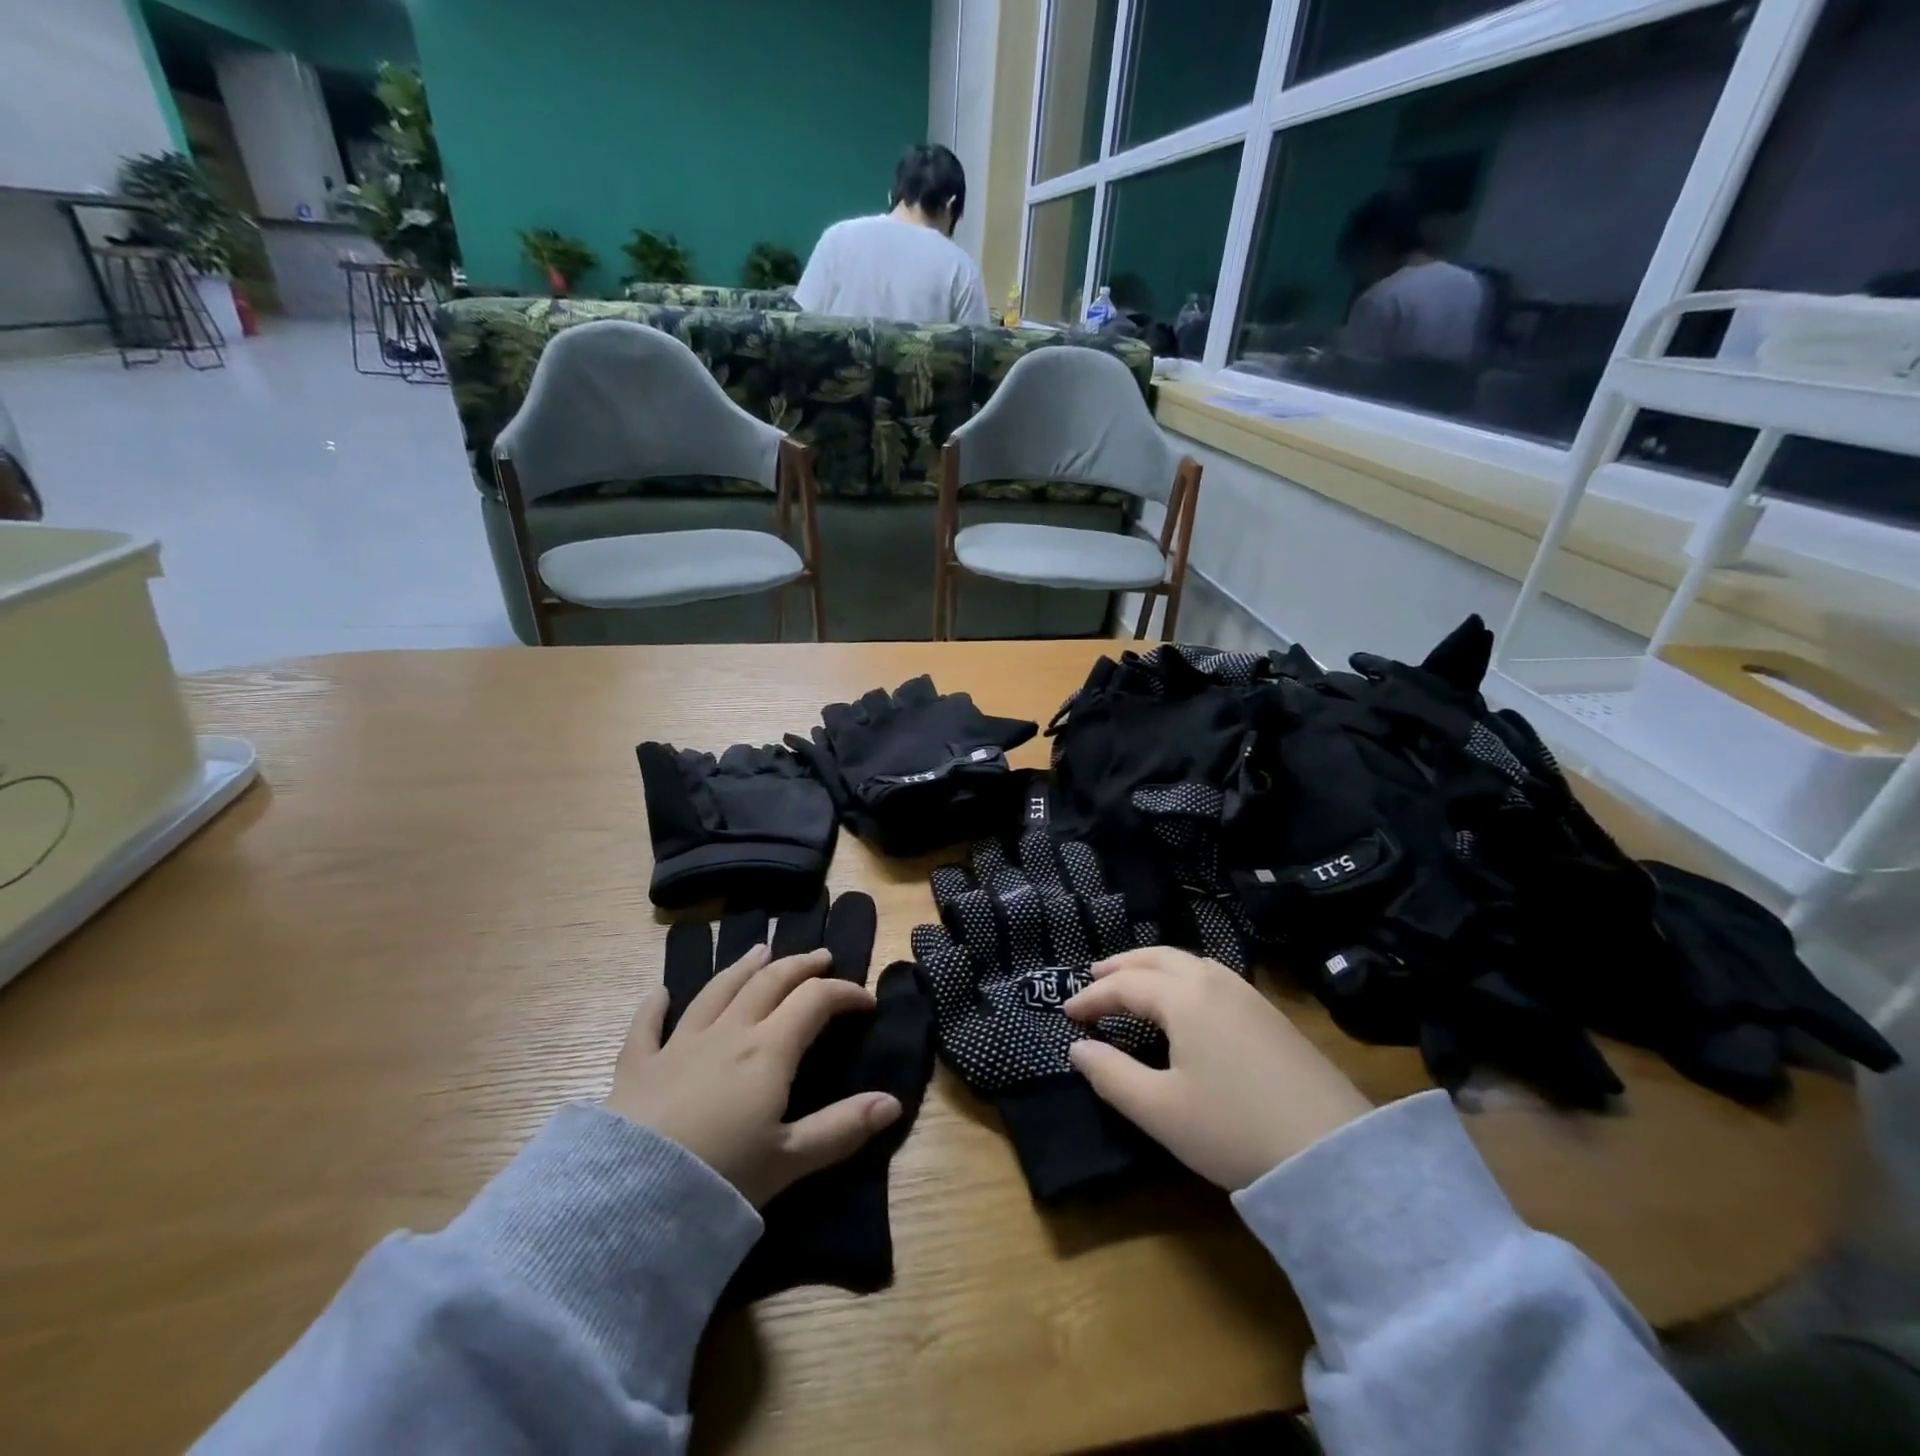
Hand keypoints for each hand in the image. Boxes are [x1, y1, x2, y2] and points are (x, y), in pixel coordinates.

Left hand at [607, 943, 902, 1207]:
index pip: (815, 1001)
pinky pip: (647, 1025)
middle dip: (801, 966)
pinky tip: (661, 993)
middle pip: (769, 982)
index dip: (845, 993)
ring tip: (761, 951)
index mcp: (768, 1050)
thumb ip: (842, 1128)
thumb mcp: (789, 1160)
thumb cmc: (719, 1180)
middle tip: (822, 958)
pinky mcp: (637, 1066)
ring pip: (717, 990)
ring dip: (743, 967)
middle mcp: (728, 1032)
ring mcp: (679, 1044)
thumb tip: (893, 1102)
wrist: (627, 1201)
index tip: (865, 1001)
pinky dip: (656, 1005)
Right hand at [1064, 947, 1371, 1189]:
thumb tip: (1077, 1048)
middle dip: (1121, 966)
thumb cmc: (1234, 1129)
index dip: (1091, 998)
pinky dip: (1181, 976)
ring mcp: (1246, 993)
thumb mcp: (1160, 1110)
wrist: (1334, 1153)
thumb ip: (1111, 1075)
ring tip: (1133, 982)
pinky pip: (1212, 976)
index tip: (1067, 1014)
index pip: (1124, 985)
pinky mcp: (1268, 1013)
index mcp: (1183, 997)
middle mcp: (1213, 981)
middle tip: (1093, 977)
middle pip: (1157, 958)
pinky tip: (1184, 1000)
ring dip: (1152, 967)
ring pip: (1188, 962)